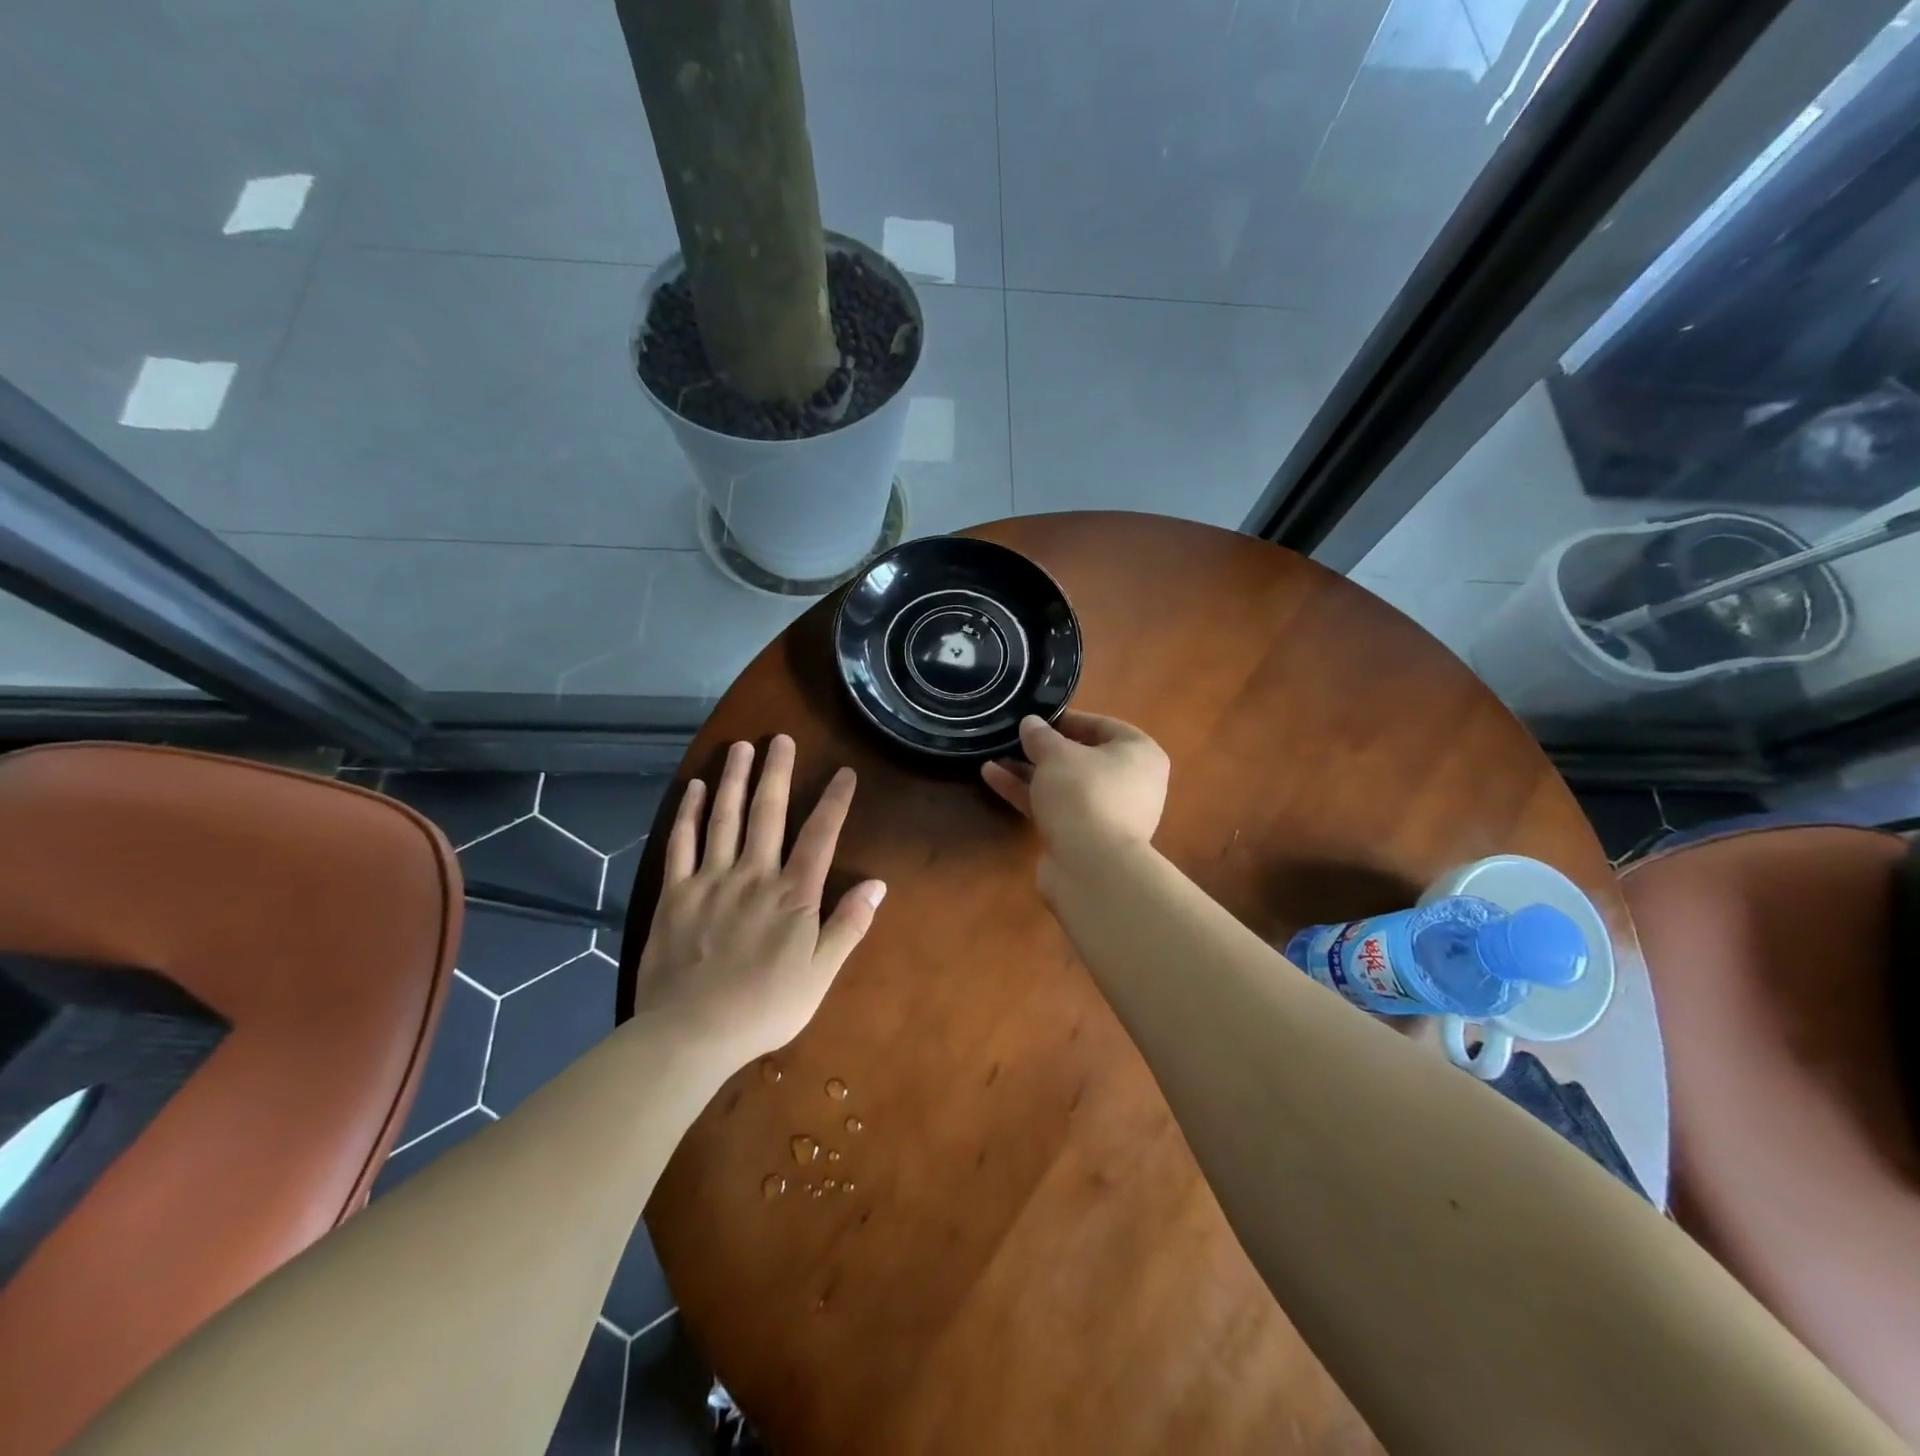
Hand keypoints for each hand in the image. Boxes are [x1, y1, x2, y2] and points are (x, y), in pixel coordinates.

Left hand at [633, 735, 885, 1064]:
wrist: (691, 1033)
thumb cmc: (765, 1007)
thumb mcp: (820, 974)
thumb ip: (848, 926)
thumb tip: (878, 884)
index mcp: (792, 895)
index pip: (820, 836)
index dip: (834, 801)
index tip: (844, 772)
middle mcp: (753, 876)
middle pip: (768, 813)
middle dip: (777, 772)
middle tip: (781, 738)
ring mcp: (710, 881)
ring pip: (725, 818)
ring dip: (735, 779)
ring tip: (742, 746)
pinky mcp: (674, 894)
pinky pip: (682, 844)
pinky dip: (690, 813)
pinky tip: (697, 789)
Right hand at [980, 712, 1168, 867]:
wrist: (1091, 867)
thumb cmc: (1084, 794)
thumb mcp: (1057, 755)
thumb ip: (1041, 736)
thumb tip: (1031, 723)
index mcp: (1139, 754)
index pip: (1103, 726)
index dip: (1068, 719)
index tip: (1037, 718)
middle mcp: (1131, 783)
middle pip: (1082, 757)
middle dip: (1044, 749)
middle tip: (1014, 738)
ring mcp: (1108, 813)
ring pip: (1064, 784)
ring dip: (1029, 771)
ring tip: (993, 755)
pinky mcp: (1084, 837)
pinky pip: (1055, 807)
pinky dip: (1028, 793)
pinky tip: (993, 778)